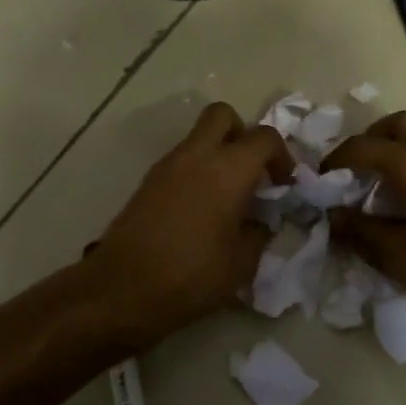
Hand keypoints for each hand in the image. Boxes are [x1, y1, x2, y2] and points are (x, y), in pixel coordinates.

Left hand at [84, 102, 290, 338]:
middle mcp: (198, 155)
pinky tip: (201, 210)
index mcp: (229, 169)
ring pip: (199, 137)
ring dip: (218, 154)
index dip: (282, 156)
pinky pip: (181, 160)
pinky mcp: (148, 181)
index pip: (265, 137)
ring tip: (227, 197)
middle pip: (223, 115)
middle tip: (251, 170)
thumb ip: (259, 233)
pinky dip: (197, 171)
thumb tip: (261, 220)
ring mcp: (168, 165)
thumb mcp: (242, 264)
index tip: (284, 185)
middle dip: (242, 134)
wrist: (122, 289)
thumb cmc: (191, 276)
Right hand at [323, 111, 405, 334]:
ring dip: (395, 147)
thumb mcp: (399, 259)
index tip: (321, 179)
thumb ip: (360, 231)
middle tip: (352, 171)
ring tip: (377, 184)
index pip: (367, 147)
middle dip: (370, 140)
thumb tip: (333, 216)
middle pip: (398, 124)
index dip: (338, 159)